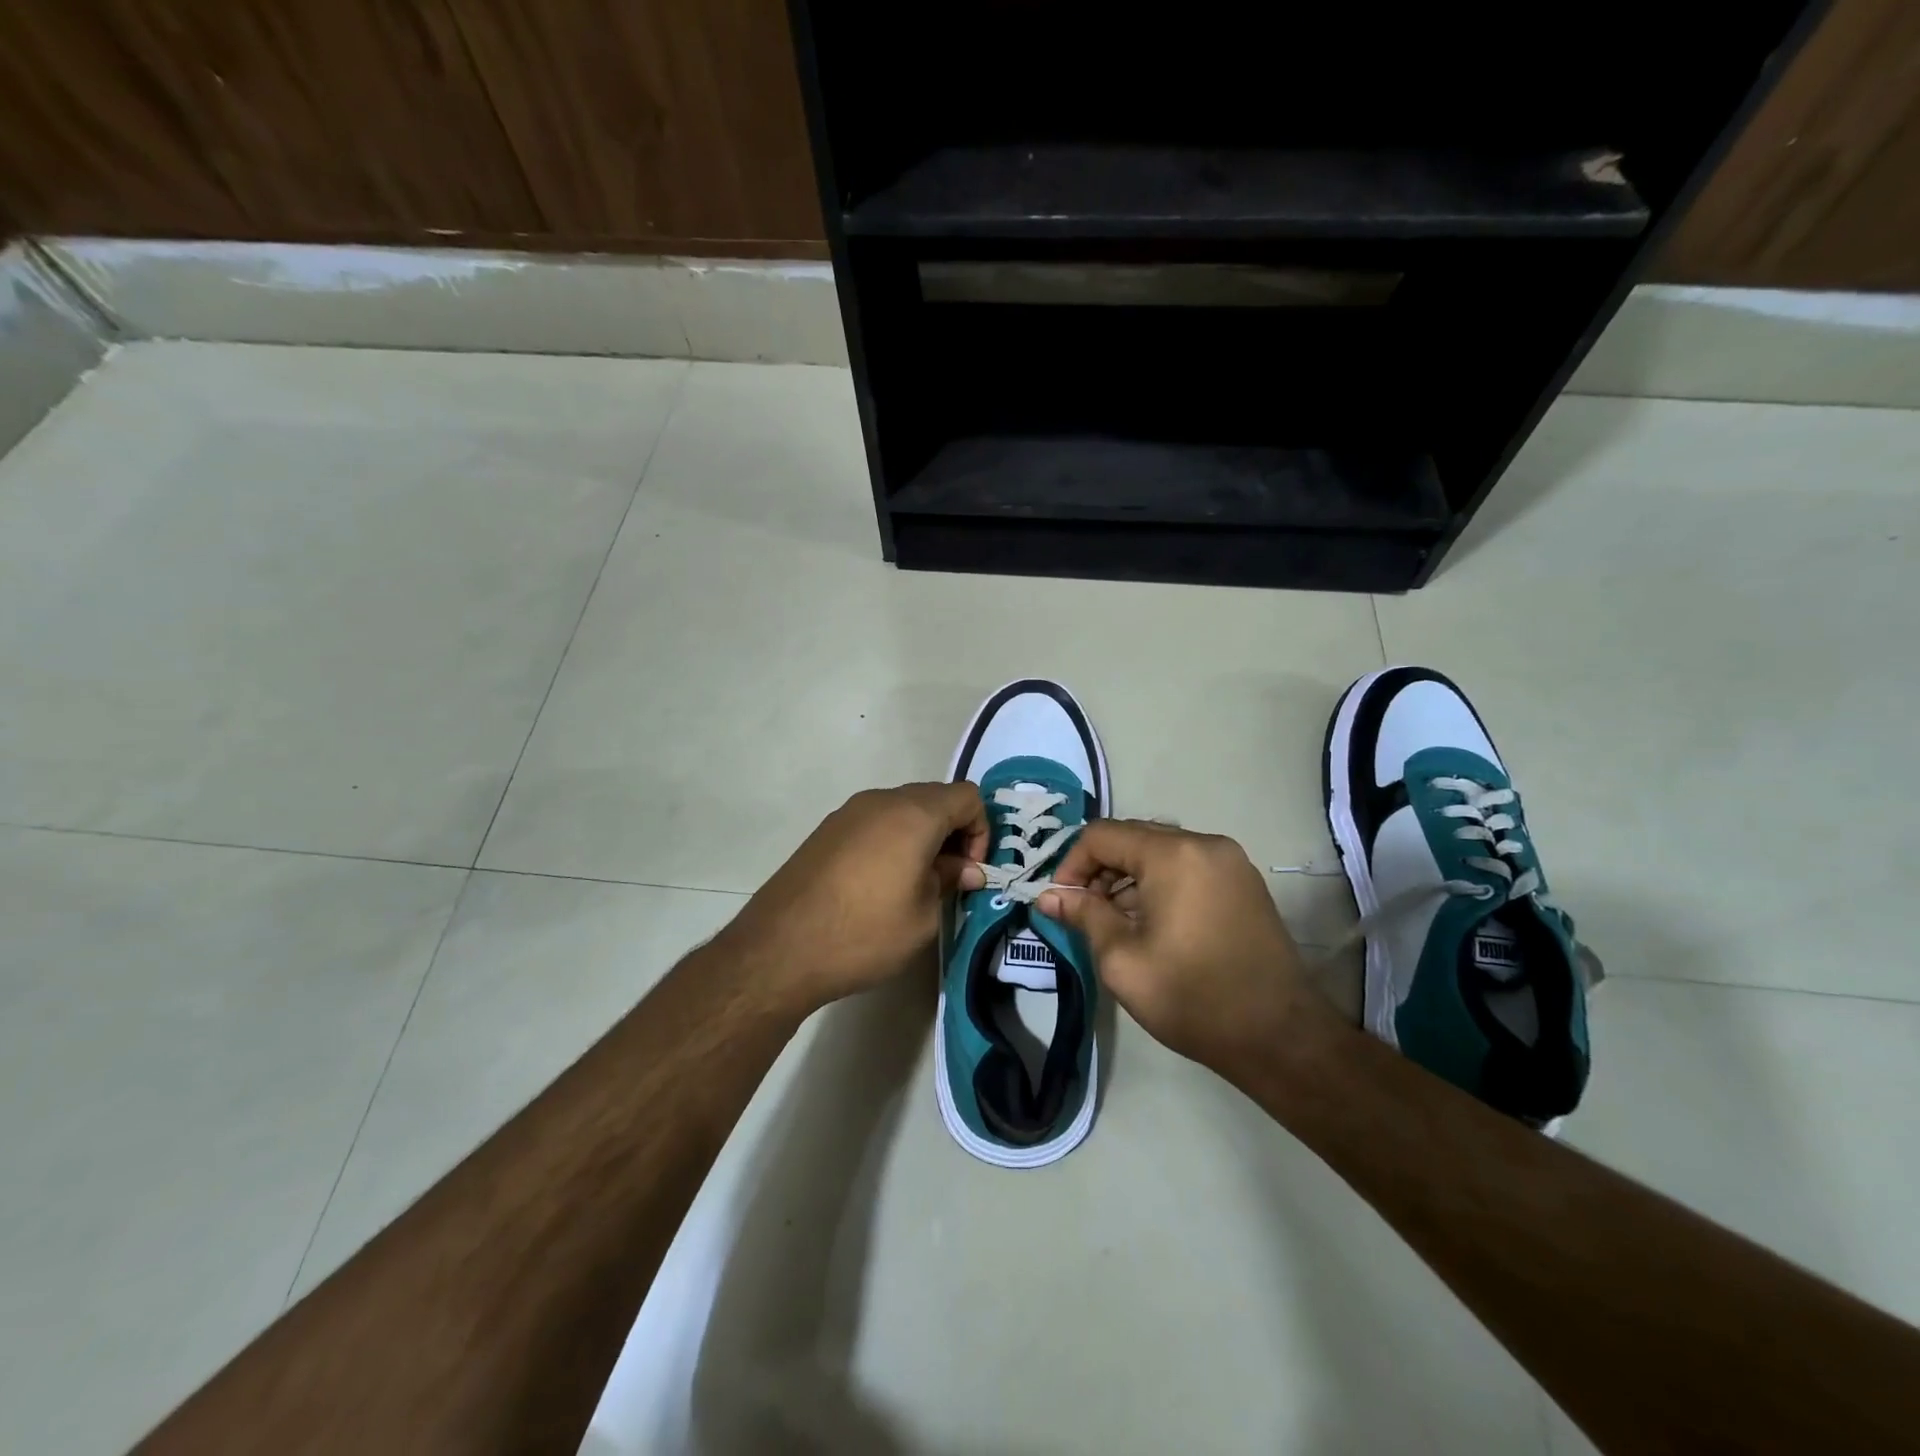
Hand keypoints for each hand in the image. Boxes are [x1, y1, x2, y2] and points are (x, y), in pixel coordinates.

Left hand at [722, 782, 989, 1011]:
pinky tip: (879, 883)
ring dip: (921, 836)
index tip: (969, 871)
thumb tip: (964, 868)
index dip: (980, 830)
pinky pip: (874, 822)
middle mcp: (881, 801)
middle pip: (935, 798)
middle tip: (949, 877)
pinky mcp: (826, 831)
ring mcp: (848, 812)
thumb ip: (949, 880)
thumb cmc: (865, 933)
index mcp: (914, 814)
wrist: (780, 949)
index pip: (967, 796)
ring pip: (902, 809)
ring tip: (915, 882)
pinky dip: (891, 841)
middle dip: (952, 832)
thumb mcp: (923, 915)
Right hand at [1037, 820, 1320, 1070]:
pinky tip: (1153, 923)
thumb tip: (1048, 896)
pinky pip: (1188, 865)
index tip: (1061, 902)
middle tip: (1085, 913)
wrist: (1280, 1037)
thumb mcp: (1122, 960)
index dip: (1072, 864)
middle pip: (1133, 837)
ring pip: (1161, 851)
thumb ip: (1083, 916)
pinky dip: (1160, 883)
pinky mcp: (1244, 882)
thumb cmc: (1192, 998)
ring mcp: (1230, 861)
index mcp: (1173, 854)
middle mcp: (1204, 843)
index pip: (1102, 835)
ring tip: (1117, 923)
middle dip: (1100, 870)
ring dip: (1129, 877)